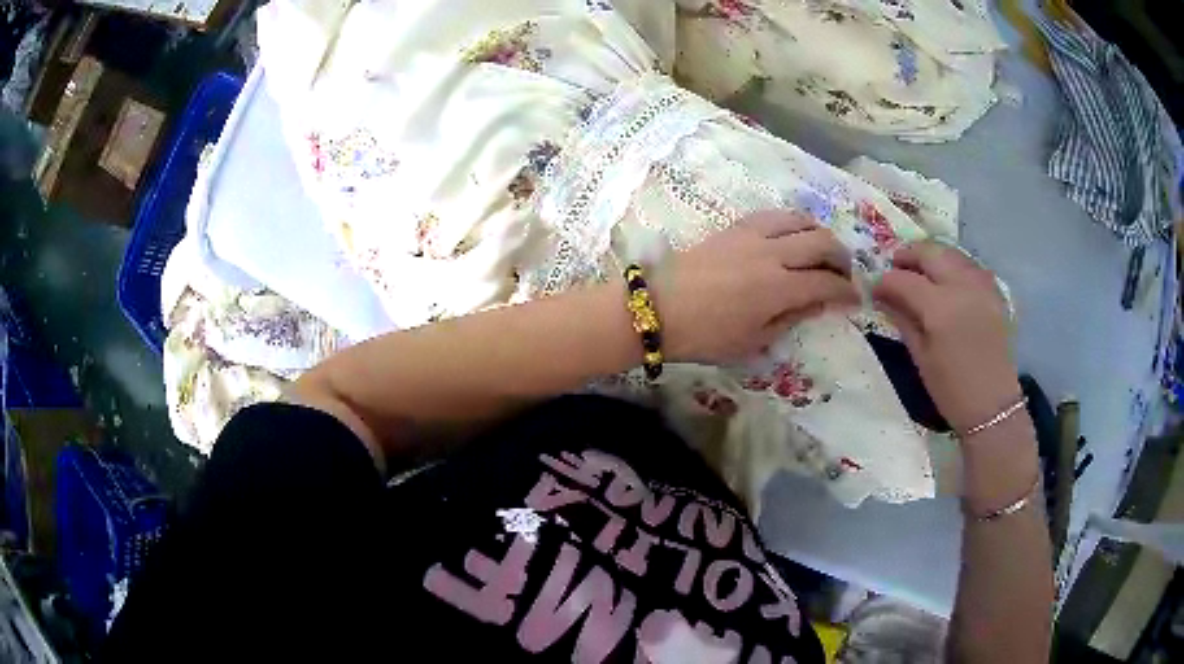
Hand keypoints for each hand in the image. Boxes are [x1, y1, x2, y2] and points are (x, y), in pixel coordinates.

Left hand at [656, 211, 858, 362]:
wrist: (657, 308)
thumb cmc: (705, 336)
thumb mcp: (753, 341)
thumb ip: (791, 318)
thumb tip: (819, 303)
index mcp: (779, 287)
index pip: (827, 283)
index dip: (847, 292)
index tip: (855, 300)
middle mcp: (772, 253)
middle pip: (821, 242)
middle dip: (841, 257)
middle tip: (844, 273)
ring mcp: (752, 234)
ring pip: (800, 220)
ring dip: (819, 233)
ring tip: (822, 251)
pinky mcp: (735, 226)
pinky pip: (774, 215)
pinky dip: (792, 223)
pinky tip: (792, 236)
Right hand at [873, 241, 1021, 434]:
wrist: (992, 405)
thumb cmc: (951, 390)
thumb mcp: (921, 357)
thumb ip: (903, 320)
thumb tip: (884, 298)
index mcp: (939, 308)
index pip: (904, 280)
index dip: (885, 281)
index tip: (874, 288)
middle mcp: (961, 286)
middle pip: (930, 253)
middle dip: (908, 256)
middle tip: (895, 267)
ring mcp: (981, 286)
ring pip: (951, 254)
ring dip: (931, 257)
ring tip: (920, 271)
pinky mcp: (993, 292)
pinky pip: (969, 266)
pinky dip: (953, 266)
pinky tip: (946, 280)